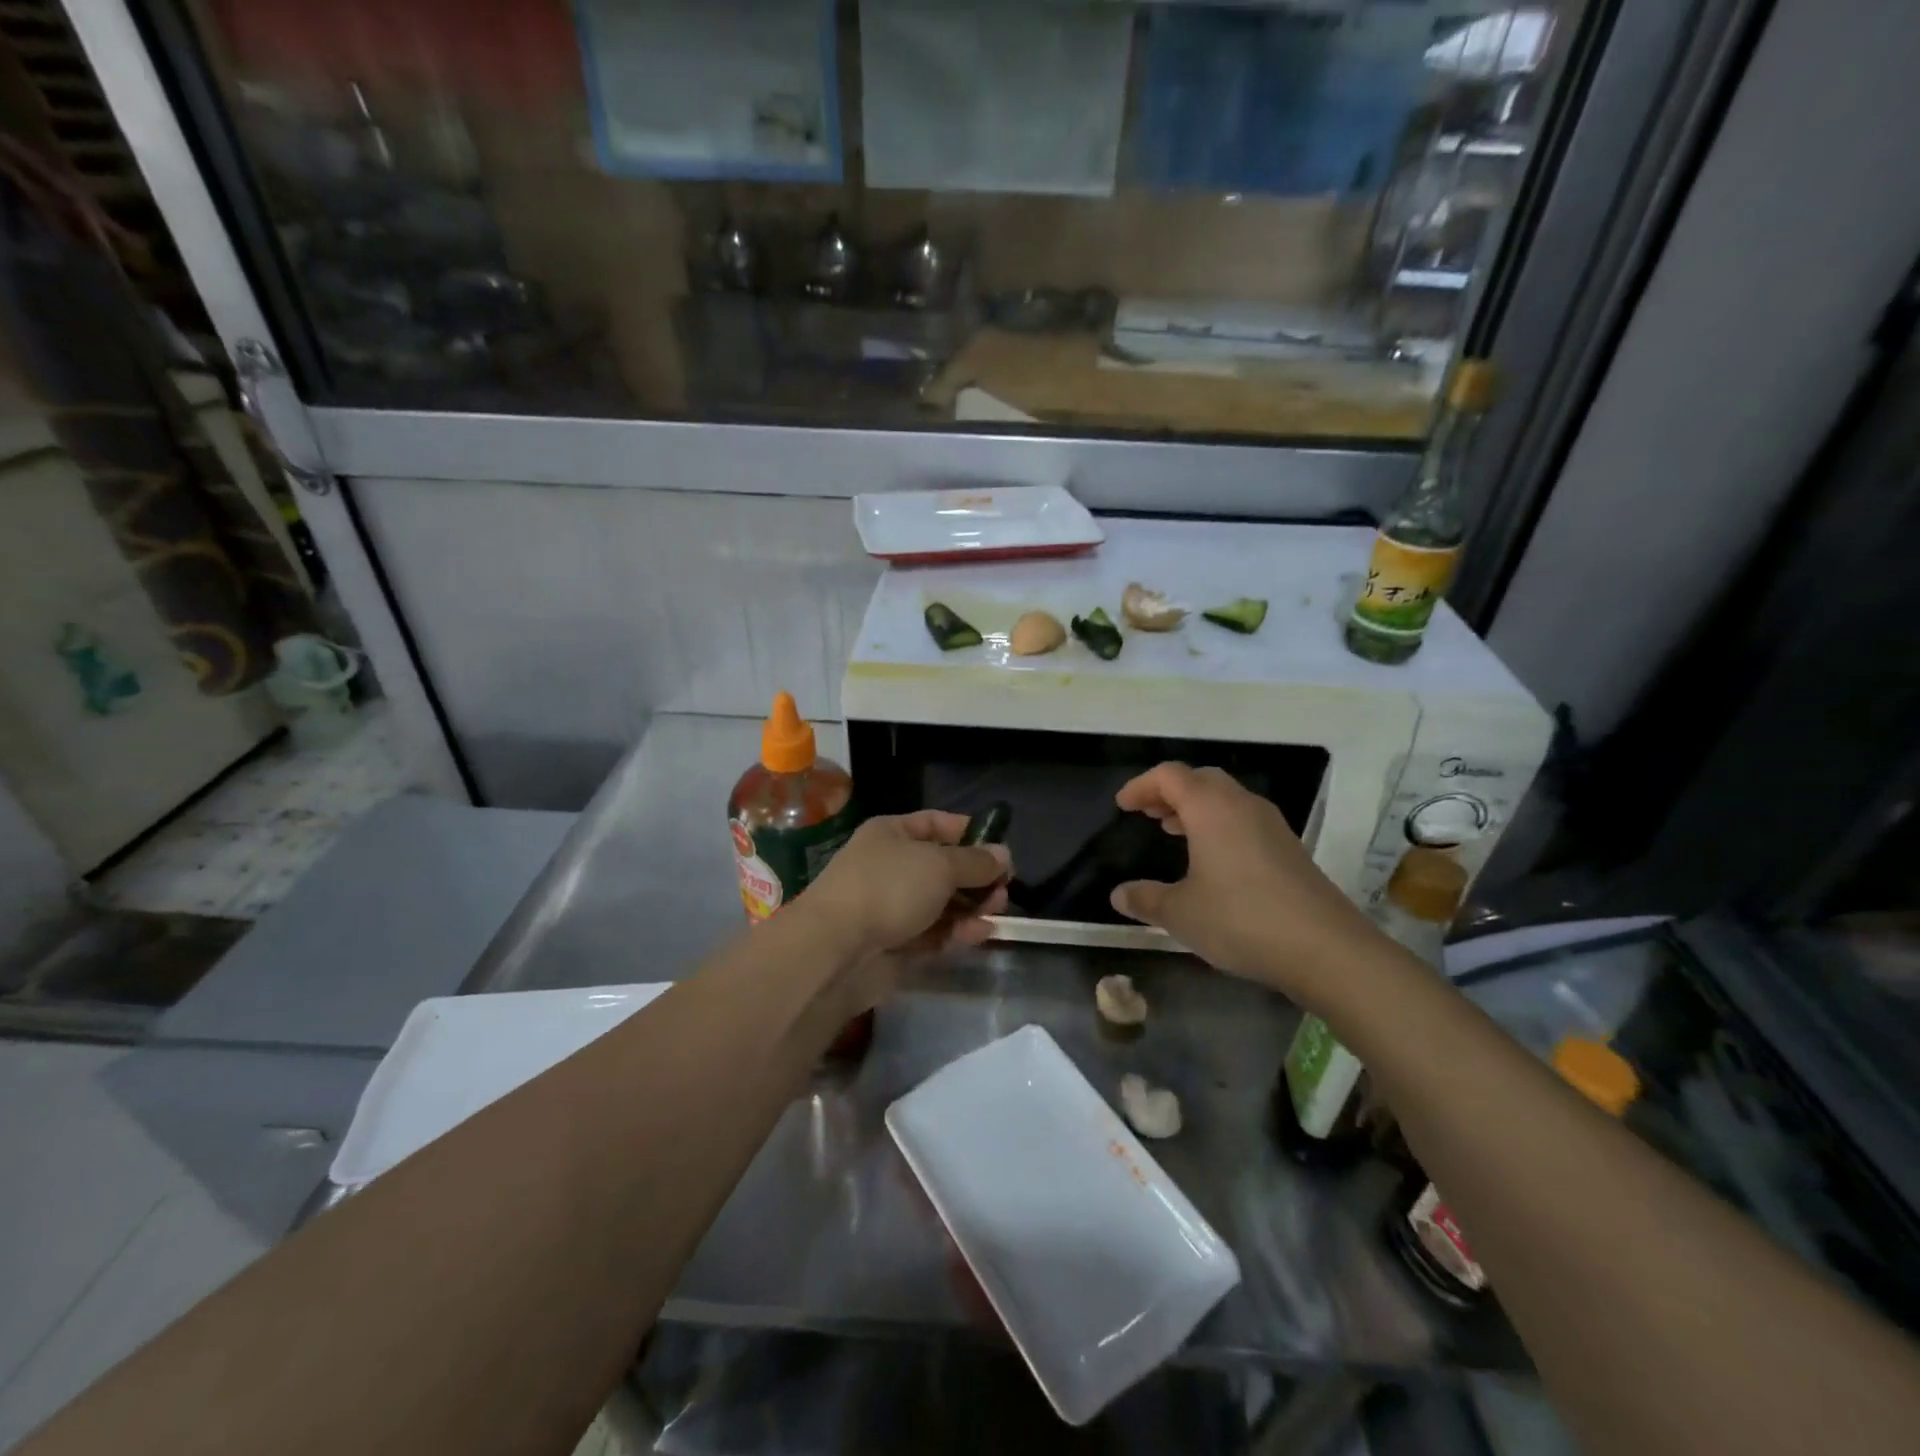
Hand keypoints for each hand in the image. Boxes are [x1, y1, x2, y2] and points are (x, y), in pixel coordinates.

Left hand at [802, 811, 1010, 965]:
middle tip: (1003, 889)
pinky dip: (958, 931)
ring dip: (972, 905)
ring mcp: (892, 907)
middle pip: (943, 867)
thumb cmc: (889, 888)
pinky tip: (982, 932)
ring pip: (942, 902)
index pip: (937, 824)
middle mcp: (892, 866)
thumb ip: (976, 862)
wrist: (837, 949)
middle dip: (976, 876)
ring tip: (997, 910)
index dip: (971, 834)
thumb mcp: (940, 865)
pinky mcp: (896, 944)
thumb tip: (1003, 855)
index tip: (1001, 851)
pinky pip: (934, 933)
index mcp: (892, 834)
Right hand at [1108, 763, 1381, 1003]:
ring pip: (1226, 798)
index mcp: (1211, 808)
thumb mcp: (1180, 913)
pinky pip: (1245, 819)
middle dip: (1169, 791)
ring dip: (1196, 807)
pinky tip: (1212, 859)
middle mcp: (1242, 805)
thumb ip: (1145, 899)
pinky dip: (1219, 825)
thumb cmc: (1241, 920)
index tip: (1123, 806)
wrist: (1327, 950)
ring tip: (1173, 830)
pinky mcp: (1290, 849)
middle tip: (1147, 813)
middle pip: (1200, 779)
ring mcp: (1272, 826)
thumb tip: (1118, 895)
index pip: (1169, 776)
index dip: (1141, 785)